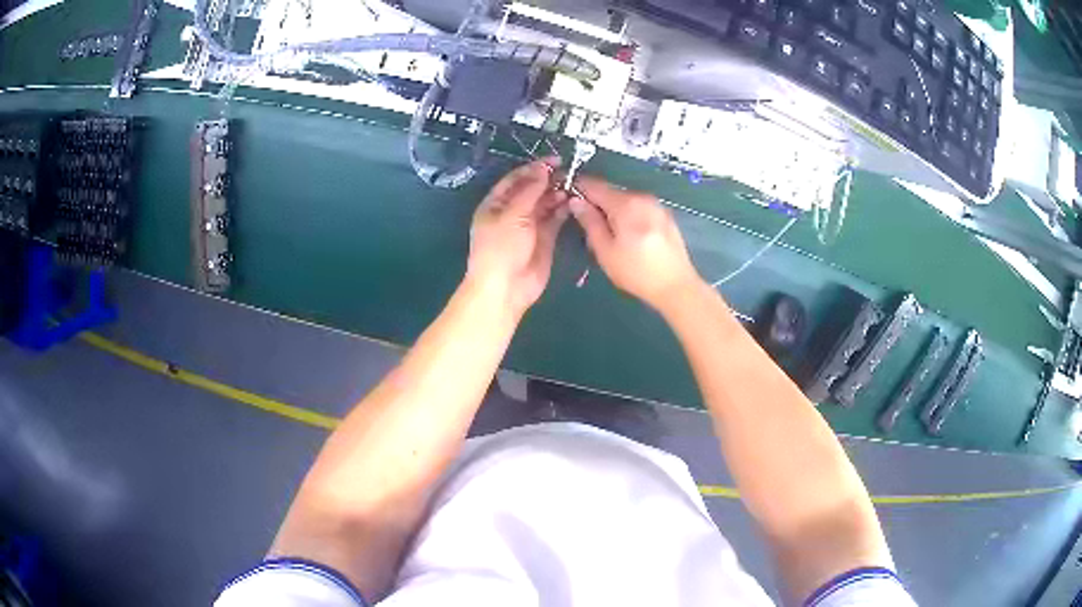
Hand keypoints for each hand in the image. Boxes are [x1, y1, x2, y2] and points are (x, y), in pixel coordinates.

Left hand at [466, 157, 569, 315]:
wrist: (506, 287)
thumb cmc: (501, 247)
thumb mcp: (512, 214)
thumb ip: (530, 191)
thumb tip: (543, 170)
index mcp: (495, 204)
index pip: (515, 179)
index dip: (534, 169)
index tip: (554, 161)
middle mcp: (512, 212)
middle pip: (532, 190)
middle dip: (548, 181)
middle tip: (569, 173)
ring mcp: (528, 226)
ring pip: (545, 204)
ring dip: (557, 194)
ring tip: (573, 185)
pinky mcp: (544, 240)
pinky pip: (554, 220)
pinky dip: (563, 210)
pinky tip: (573, 201)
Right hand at [570, 176, 701, 309]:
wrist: (676, 286)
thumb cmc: (636, 272)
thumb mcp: (605, 251)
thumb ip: (589, 222)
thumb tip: (576, 201)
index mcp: (626, 203)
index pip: (594, 185)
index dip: (577, 189)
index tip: (565, 199)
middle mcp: (642, 197)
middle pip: (610, 192)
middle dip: (596, 204)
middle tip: (587, 228)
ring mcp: (656, 205)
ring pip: (625, 200)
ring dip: (612, 211)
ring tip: (608, 237)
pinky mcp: (665, 215)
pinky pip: (638, 208)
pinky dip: (628, 216)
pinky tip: (628, 238)